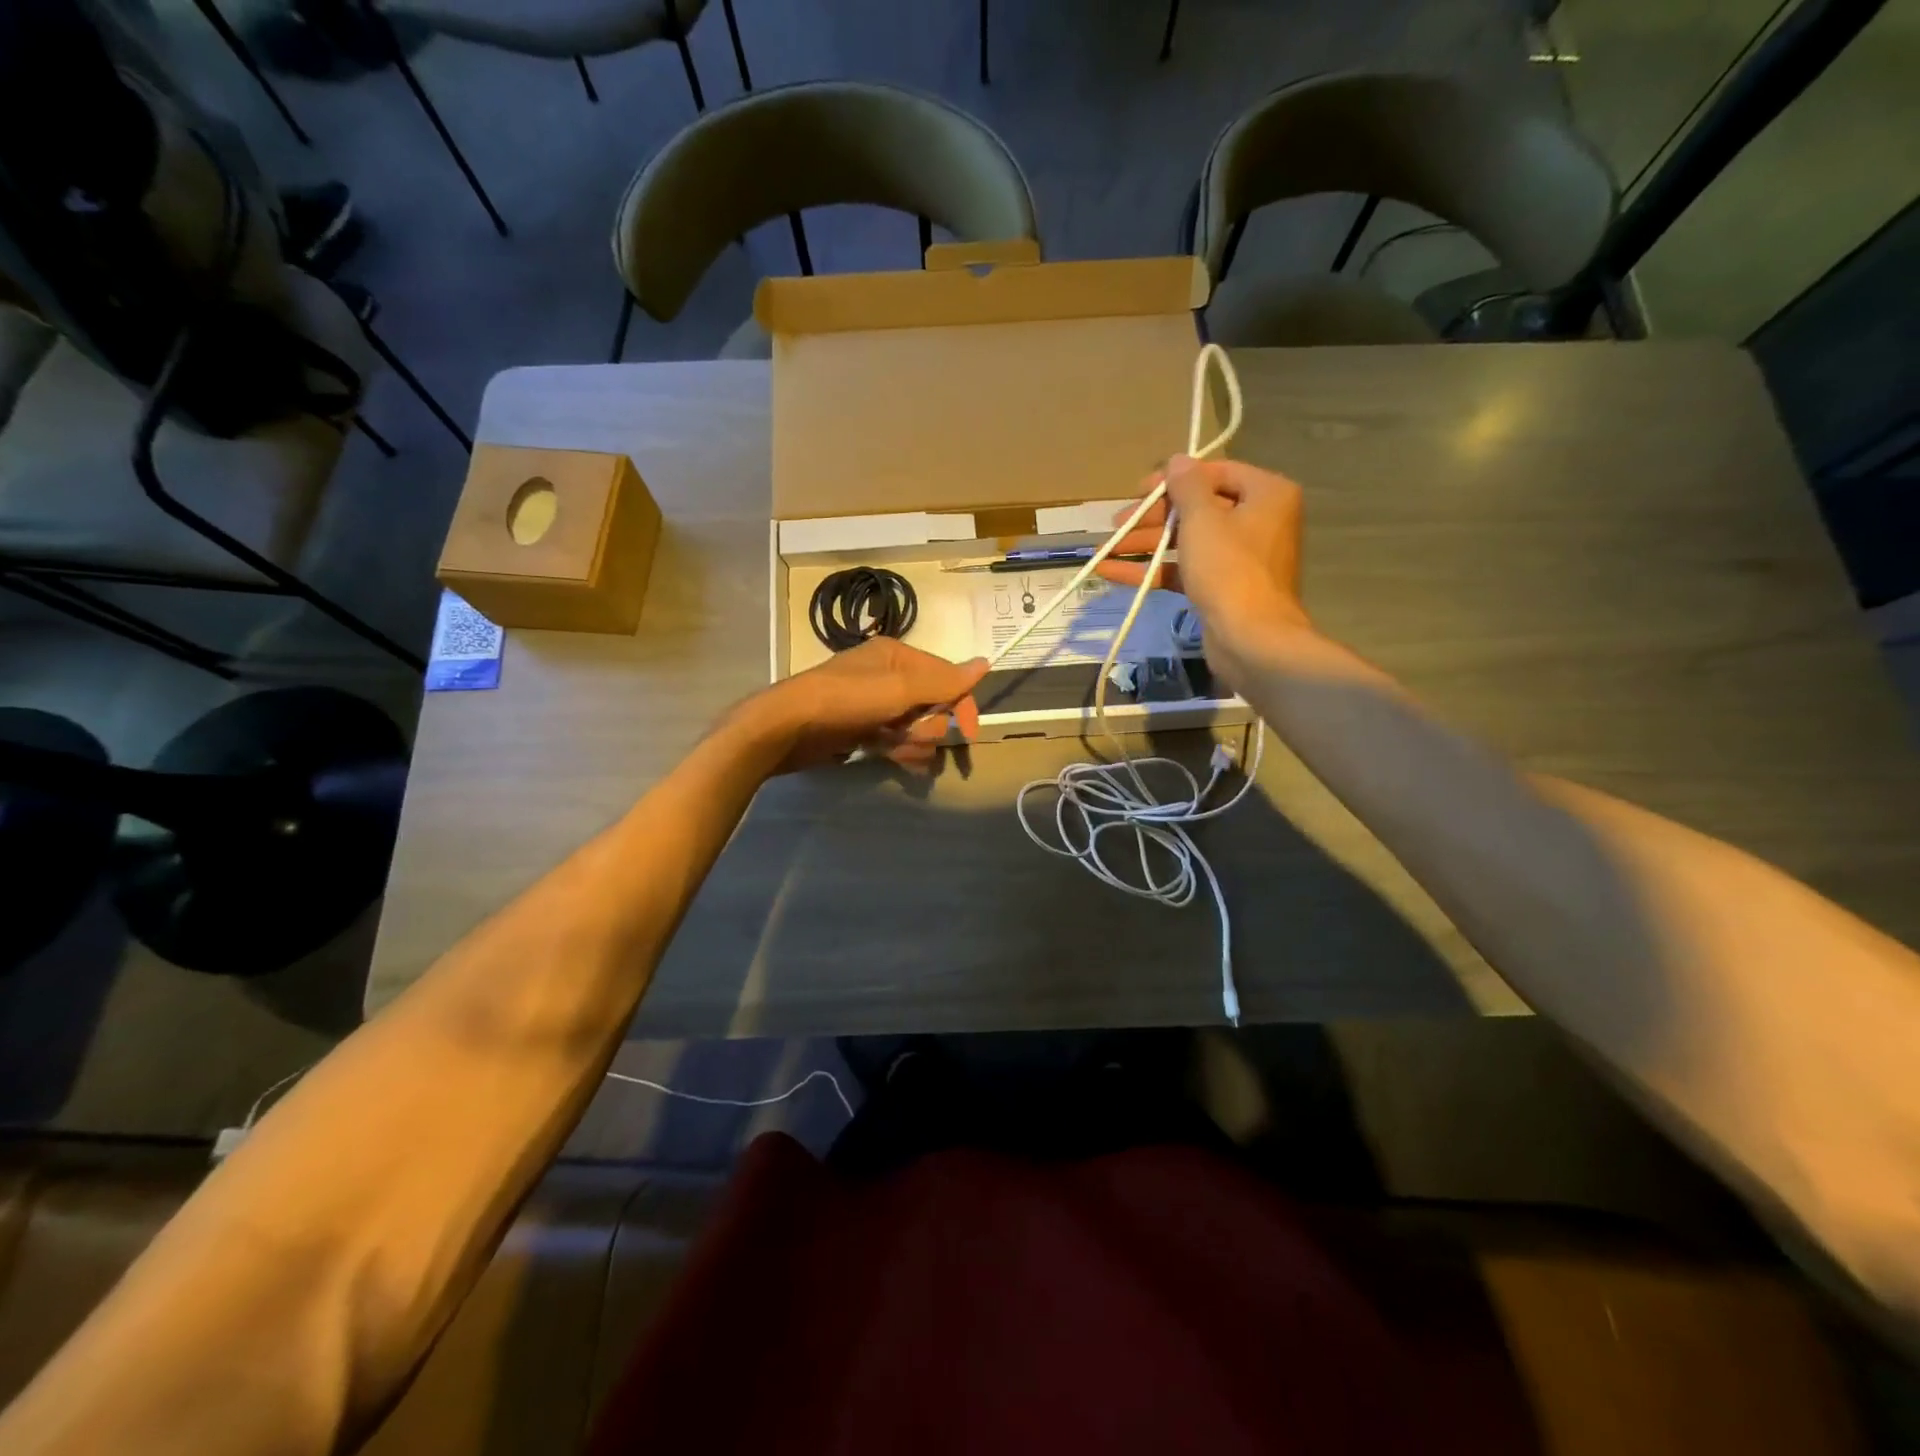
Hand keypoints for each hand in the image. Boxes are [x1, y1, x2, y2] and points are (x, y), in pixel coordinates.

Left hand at [750, 638, 986, 773]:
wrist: (787, 727)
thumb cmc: (845, 701)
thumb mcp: (898, 689)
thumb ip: (943, 680)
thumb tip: (986, 663)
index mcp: (898, 656)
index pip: (946, 678)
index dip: (961, 705)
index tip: (969, 735)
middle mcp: (888, 676)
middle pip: (932, 705)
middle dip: (930, 728)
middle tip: (911, 740)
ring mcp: (873, 704)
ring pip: (914, 726)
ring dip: (915, 743)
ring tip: (900, 755)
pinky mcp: (861, 728)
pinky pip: (895, 739)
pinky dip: (900, 750)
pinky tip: (896, 761)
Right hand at [1096, 454, 1310, 681]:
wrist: (1250, 639)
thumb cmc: (1229, 569)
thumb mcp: (1203, 519)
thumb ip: (1187, 486)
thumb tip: (1178, 460)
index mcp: (1265, 494)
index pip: (1215, 473)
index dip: (1174, 480)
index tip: (1140, 491)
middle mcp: (1257, 520)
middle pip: (1197, 509)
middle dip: (1152, 518)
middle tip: (1116, 524)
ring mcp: (1239, 557)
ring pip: (1186, 541)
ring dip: (1145, 544)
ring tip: (1103, 550)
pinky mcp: (1221, 588)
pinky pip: (1184, 569)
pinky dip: (1153, 569)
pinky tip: (1113, 572)